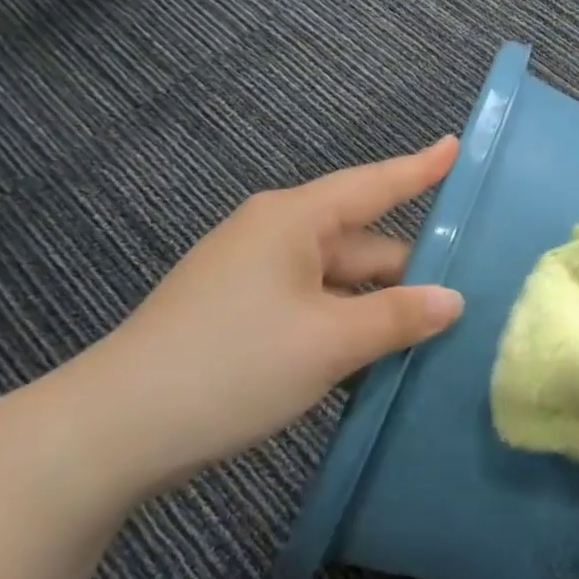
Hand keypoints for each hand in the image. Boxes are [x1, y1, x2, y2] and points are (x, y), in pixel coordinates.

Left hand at [67, 137, 465, 494]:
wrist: (111, 432)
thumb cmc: (232, 365)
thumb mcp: (329, 343)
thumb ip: (399, 317)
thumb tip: (453, 301)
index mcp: (293, 221)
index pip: (374, 184)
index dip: (420, 168)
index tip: (456, 146)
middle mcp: (274, 236)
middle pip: (362, 243)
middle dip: (409, 272)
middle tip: (467, 298)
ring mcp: (254, 276)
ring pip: (338, 282)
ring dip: (377, 308)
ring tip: (431, 337)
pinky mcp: (241, 314)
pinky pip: (313, 307)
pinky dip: (345, 327)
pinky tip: (373, 361)